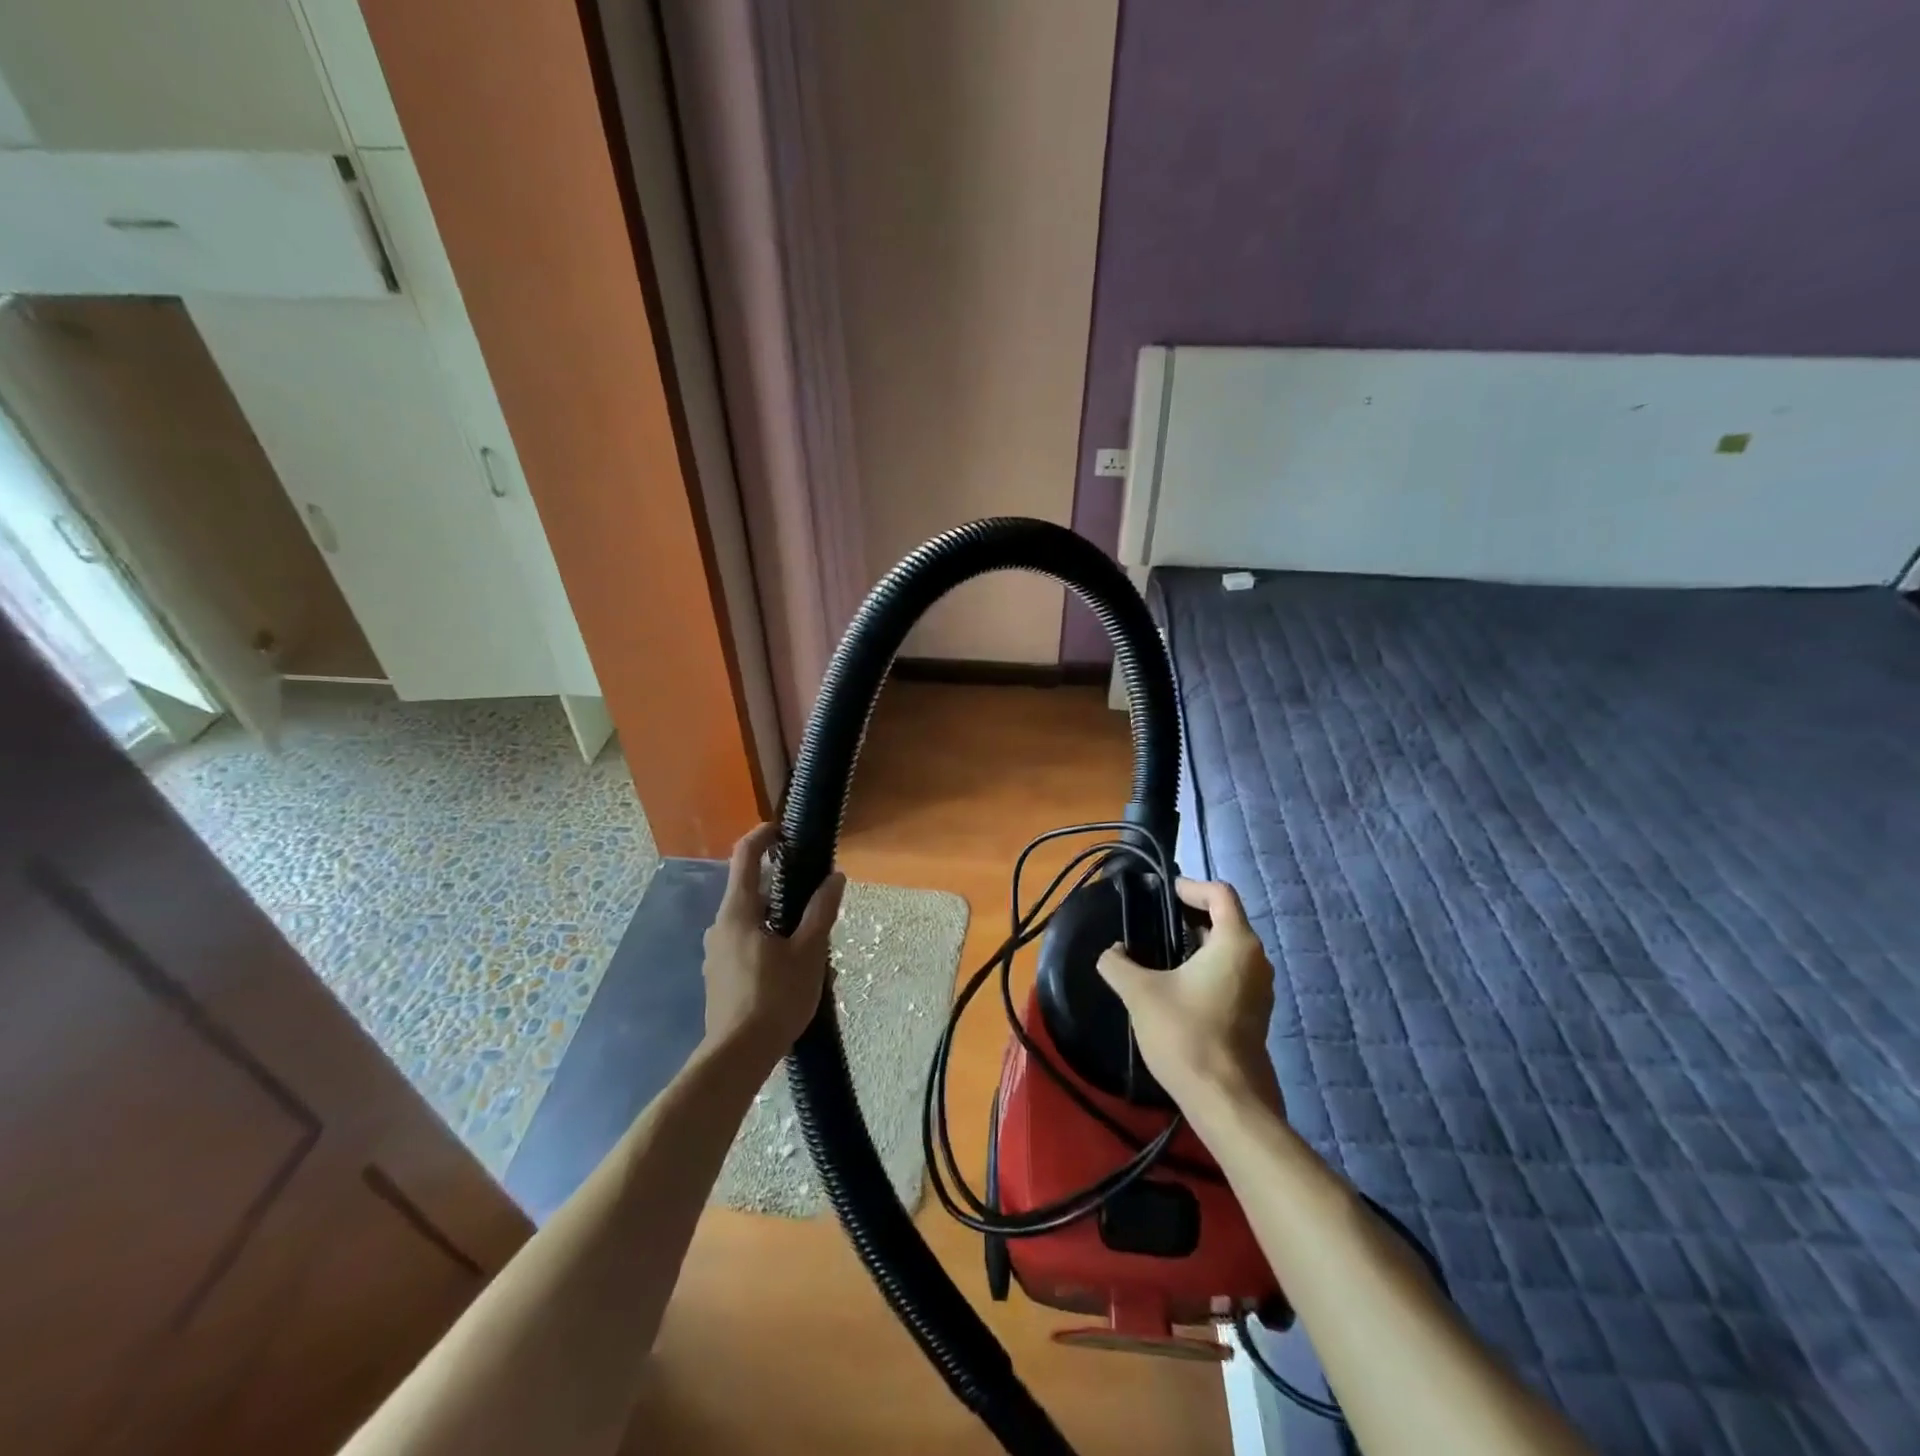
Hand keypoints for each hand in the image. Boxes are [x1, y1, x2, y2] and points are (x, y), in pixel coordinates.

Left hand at [701, 823, 846, 1066]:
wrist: (736, 1057)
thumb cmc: (774, 998)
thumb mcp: (808, 952)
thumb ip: (821, 911)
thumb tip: (835, 878)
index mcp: (738, 912)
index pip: (745, 857)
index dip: (763, 836)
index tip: (784, 830)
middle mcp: (720, 926)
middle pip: (751, 890)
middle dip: (784, 887)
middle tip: (816, 897)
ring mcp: (716, 953)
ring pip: (751, 920)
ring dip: (779, 919)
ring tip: (812, 939)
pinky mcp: (719, 976)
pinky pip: (746, 943)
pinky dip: (769, 940)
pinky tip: (792, 967)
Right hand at [1097, 878, 1282, 1117]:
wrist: (1226, 1102)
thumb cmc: (1185, 1035)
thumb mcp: (1140, 993)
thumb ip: (1117, 964)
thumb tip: (1110, 953)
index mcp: (1236, 943)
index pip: (1220, 893)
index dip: (1190, 887)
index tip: (1162, 894)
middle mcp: (1255, 960)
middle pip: (1226, 920)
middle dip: (1190, 916)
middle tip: (1154, 923)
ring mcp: (1259, 989)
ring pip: (1228, 949)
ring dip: (1197, 944)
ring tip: (1160, 954)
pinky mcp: (1255, 1014)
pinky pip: (1231, 974)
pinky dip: (1206, 968)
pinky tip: (1176, 987)